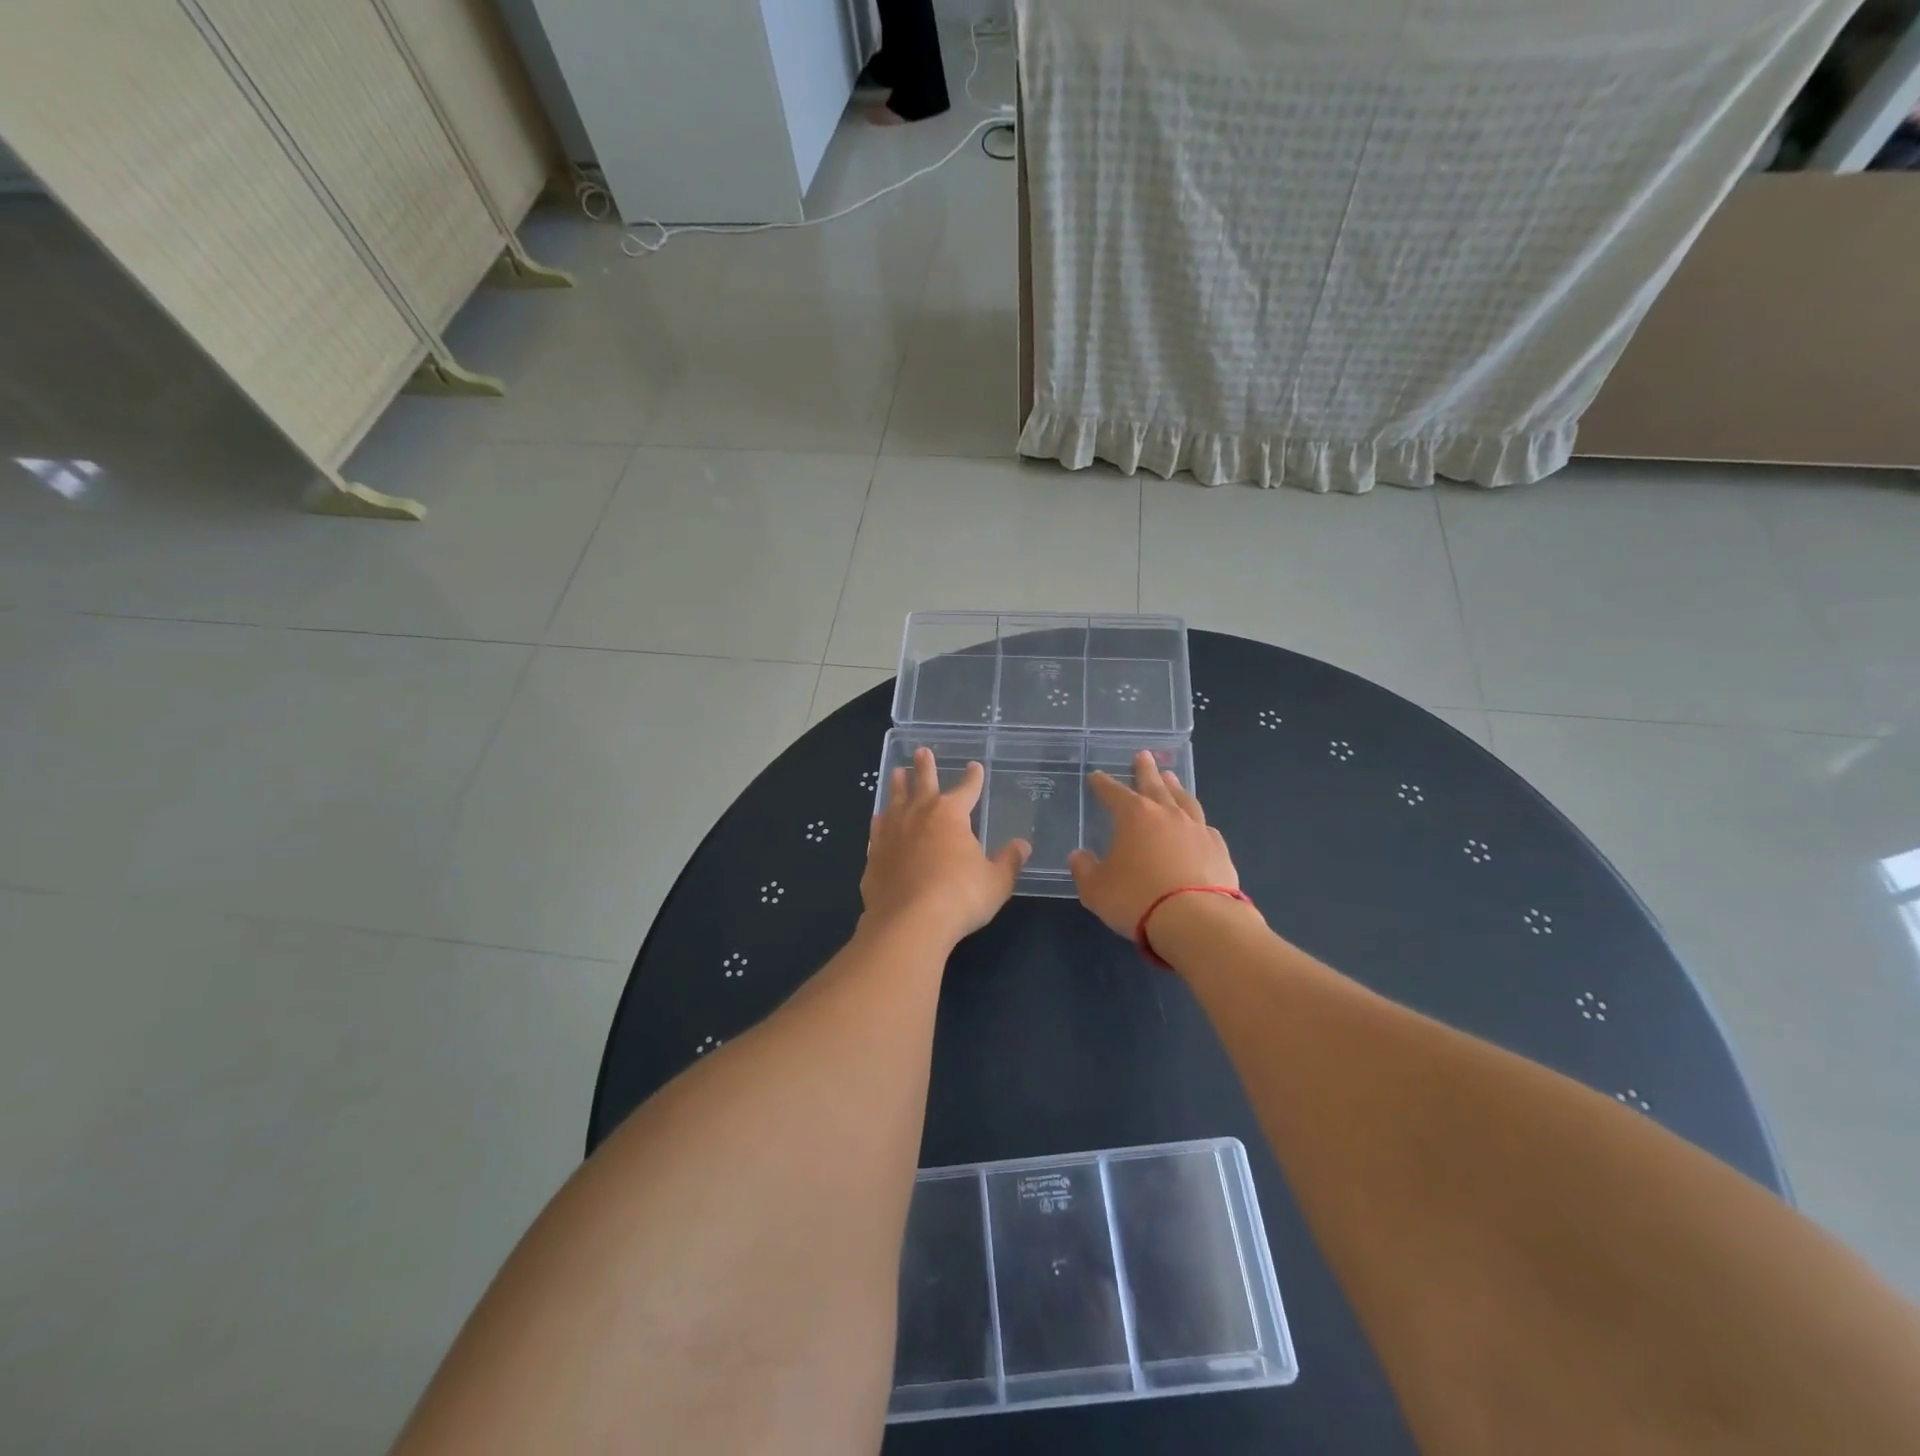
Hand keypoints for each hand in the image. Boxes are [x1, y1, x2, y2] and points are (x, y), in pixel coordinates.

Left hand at [862, 747, 1029, 944]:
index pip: (967, 789)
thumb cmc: (960, 897)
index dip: (973, 778)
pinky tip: (878, 819)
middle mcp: (919, 816)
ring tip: (896, 773)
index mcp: (951, 815)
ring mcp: (892, 834)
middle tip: (921, 750)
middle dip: (924, 767)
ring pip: (895, 801)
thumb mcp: (995, 882)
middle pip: (922, 783)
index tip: (974, 766)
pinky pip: (877, 830)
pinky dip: (880, 821)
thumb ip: (1008, 862)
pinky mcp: (874, 855)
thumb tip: (1023, 845)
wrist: (909, 922)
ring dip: (897, 786)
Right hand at [1069, 750, 1245, 941]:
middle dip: (1145, 770)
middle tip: (1143, 755)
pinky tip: (1197, 825)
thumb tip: (1079, 856)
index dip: (1103, 784)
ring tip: (1171, 777)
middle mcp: (1167, 814)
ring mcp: (1197, 830)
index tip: (1096, 776)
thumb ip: (1084, 869)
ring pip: (1184, 800)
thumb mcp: (1096, 889)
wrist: (1198, 921)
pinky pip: (1205, 828)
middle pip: (1154, 784)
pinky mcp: (1219, 850)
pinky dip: (1196, 822)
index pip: (1114, 793)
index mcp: (1134, 816)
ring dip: (1175, 787)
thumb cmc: (1138, 899)